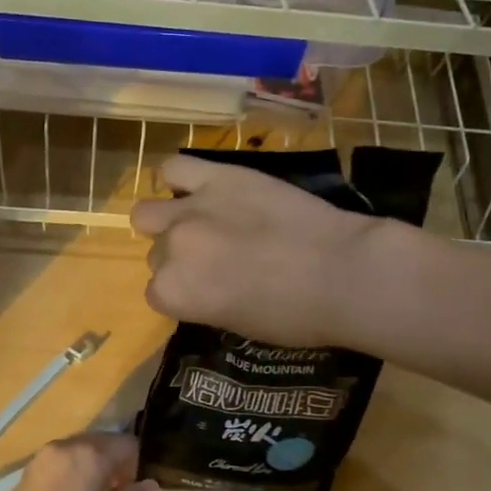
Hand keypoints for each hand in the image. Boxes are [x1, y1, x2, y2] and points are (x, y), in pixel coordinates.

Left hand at [0, 433, 156, 490]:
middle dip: (112, 460)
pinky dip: (69, 469)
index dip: (136, 464)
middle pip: (100, 441)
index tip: (134, 488)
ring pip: (77, 449)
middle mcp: (65, 447)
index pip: (126, 445)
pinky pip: (57, 460)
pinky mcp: (26, 472)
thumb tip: (149, 484)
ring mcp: (41, 458)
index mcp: (91, 457)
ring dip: (90, 463)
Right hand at [129, 153, 381, 347]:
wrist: (341, 271)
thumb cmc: (295, 316)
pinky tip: (198, 188)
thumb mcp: (237, 323)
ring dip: (168, 221)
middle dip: (180, 258)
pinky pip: (174, 168)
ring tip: (200, 222)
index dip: (183, 292)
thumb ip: (203, 300)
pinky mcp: (218, 176)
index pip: (158, 292)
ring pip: (148, 213)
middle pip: (157, 253)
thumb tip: (199, 284)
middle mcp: (171, 249)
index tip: (207, 291)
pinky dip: (179, 179)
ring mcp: (191, 208)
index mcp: (174, 293)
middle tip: (216, 259)